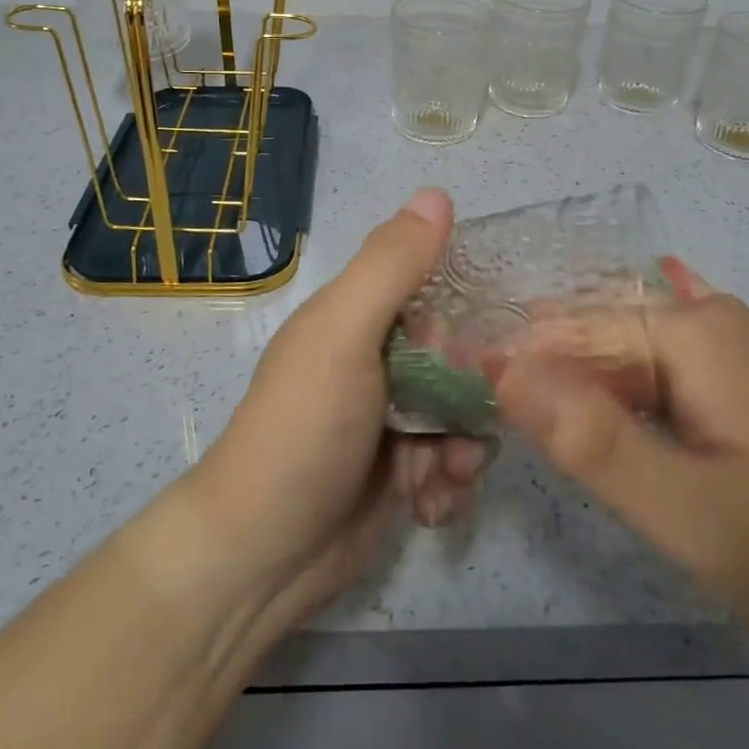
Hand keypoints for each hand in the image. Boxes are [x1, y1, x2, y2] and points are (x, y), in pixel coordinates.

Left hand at [186, 189, 493, 629]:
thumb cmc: (304, 429)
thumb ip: (391, 266)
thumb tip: (437, 193)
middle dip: (474, 396)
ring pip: (463, 415)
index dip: (467, 316)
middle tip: (464, 427)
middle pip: (459, 359)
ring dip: (465, 449)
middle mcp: (376, 360)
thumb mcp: (344, 334)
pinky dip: (449, 486)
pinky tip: (430, 508)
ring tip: (445, 476)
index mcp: (358, 317)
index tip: (486, 349)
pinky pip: (451, 464)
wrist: (262, 556)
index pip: (435, 292)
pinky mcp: (401, 473)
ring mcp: (390, 420)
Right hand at [489, 260, 748, 666]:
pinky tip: (585, 388)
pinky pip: (651, 367)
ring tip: (521, 424)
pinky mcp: (734, 375)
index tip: (455, 399)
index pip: (566, 333)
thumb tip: (502, 372)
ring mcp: (723, 343)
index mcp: (685, 330)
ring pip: (617, 354)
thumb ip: (593, 440)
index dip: (508, 364)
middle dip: (534, 374)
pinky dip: (610, 385)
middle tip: (482, 424)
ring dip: (569, 386)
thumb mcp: (691, 510)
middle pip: (590, 337)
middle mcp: (700, 318)